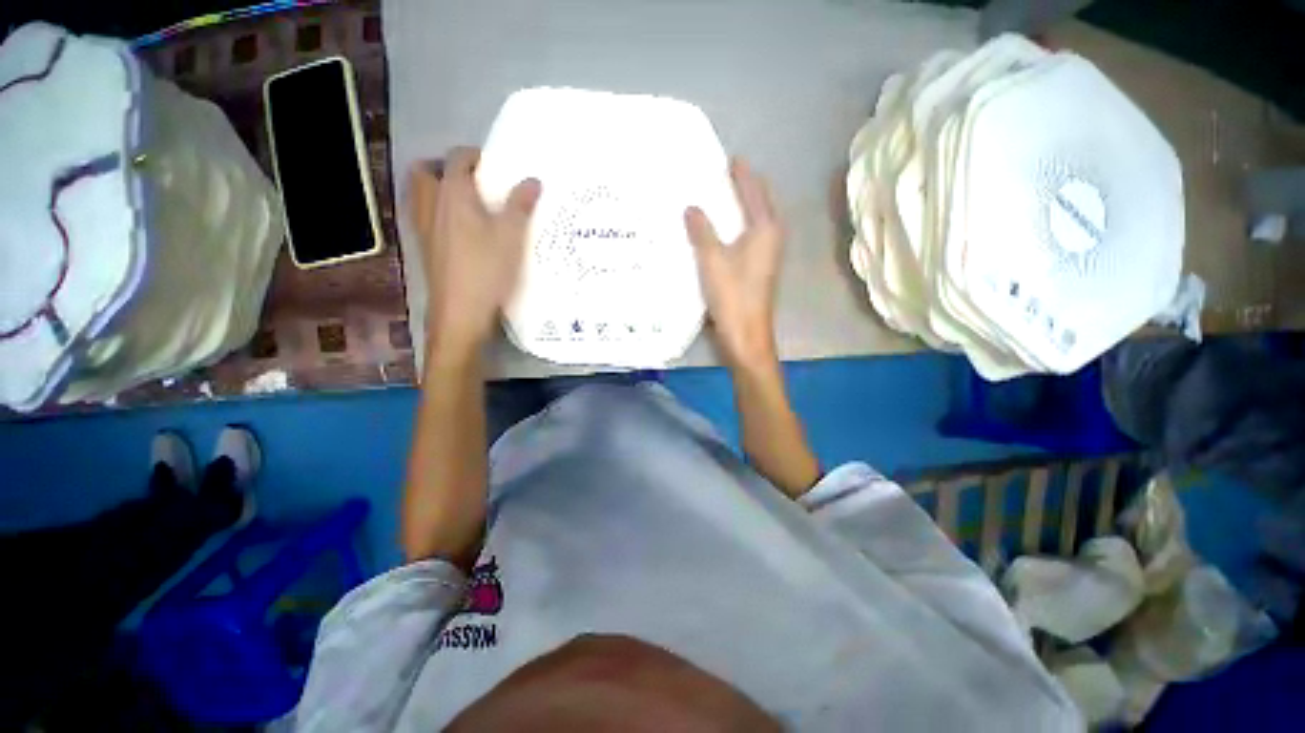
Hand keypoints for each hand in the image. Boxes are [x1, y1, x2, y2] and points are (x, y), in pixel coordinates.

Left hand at [407, 147, 540, 358]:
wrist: (461, 312)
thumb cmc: (487, 270)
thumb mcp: (512, 237)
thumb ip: (521, 205)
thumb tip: (533, 180)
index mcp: (453, 194)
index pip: (457, 159)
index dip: (475, 156)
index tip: (494, 164)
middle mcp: (431, 205)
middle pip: (425, 171)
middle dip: (444, 167)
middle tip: (471, 179)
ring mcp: (423, 228)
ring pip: (420, 195)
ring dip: (436, 189)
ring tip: (464, 202)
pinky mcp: (425, 249)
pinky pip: (423, 217)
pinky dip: (436, 212)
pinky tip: (459, 231)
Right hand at [685, 159, 783, 367]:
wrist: (746, 334)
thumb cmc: (732, 295)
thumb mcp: (712, 260)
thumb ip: (701, 231)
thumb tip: (691, 207)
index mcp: (765, 228)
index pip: (754, 191)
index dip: (741, 174)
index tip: (729, 158)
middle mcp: (772, 236)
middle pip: (760, 203)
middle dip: (744, 187)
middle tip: (721, 175)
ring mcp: (768, 254)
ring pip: (755, 220)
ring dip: (740, 207)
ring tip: (719, 197)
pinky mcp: (760, 268)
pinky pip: (750, 236)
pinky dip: (737, 226)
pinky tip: (721, 229)